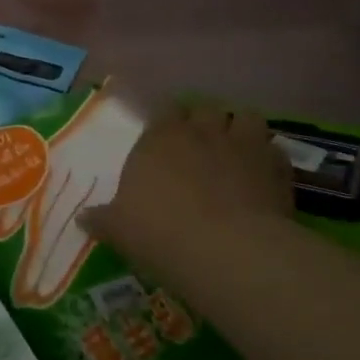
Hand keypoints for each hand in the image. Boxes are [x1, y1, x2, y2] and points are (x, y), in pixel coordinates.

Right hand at [80, 103, 292, 284]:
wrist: (229, 251)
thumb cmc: (161, 232)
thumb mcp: (120, 230)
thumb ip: (102, 219)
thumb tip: (82, 218)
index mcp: (160, 138)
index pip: (161, 110)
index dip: (163, 121)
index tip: (161, 136)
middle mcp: (202, 131)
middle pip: (204, 108)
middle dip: (202, 121)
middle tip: (198, 144)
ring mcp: (244, 144)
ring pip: (246, 117)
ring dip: (240, 129)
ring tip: (235, 150)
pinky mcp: (278, 166)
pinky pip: (274, 151)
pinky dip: (268, 160)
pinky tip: (262, 179)